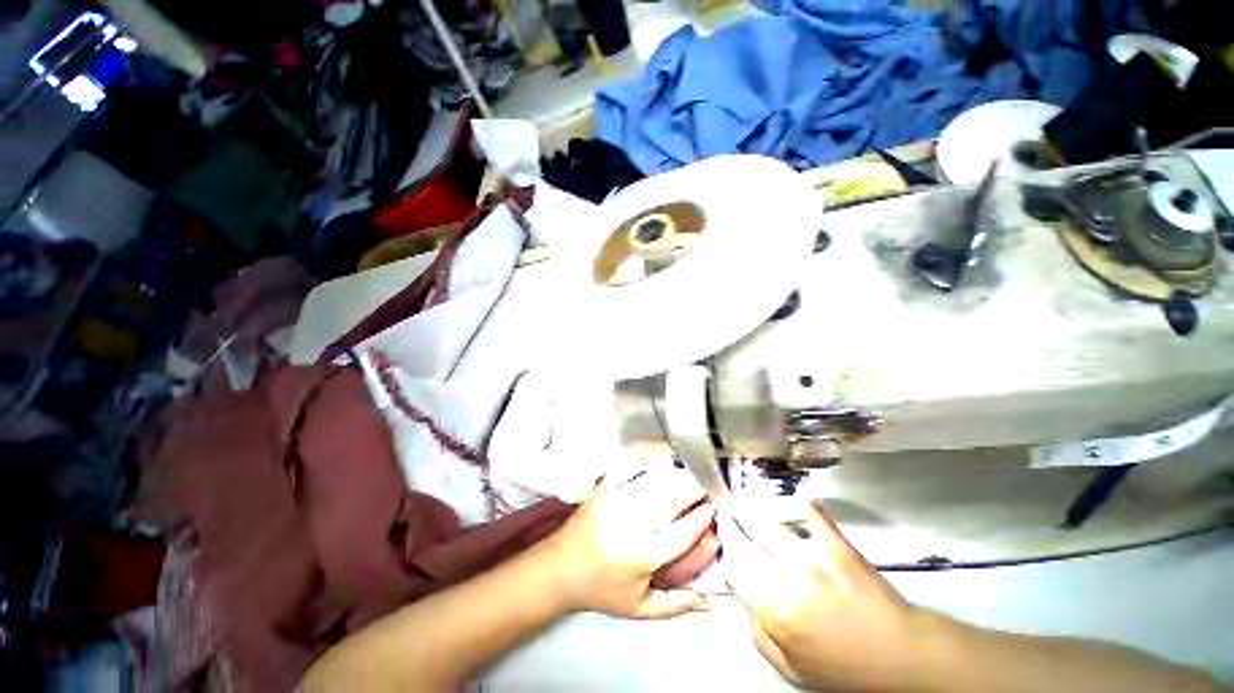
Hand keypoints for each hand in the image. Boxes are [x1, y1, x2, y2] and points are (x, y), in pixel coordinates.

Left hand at [542, 467, 716, 618]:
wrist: (559, 569)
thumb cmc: (601, 591)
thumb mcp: (639, 608)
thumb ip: (675, 605)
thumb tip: (710, 601)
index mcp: (642, 557)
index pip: (681, 533)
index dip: (702, 518)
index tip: (715, 507)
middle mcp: (631, 526)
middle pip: (671, 500)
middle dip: (694, 488)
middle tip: (707, 484)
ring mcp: (615, 502)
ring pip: (654, 482)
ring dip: (676, 475)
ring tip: (689, 474)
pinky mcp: (603, 489)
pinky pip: (629, 469)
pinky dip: (647, 464)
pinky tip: (659, 463)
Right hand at [718, 498, 932, 690]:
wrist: (900, 653)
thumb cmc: (844, 666)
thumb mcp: (792, 668)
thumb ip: (757, 632)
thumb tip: (742, 594)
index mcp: (775, 610)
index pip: (732, 566)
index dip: (723, 552)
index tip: (721, 543)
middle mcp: (787, 576)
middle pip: (742, 537)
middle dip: (728, 523)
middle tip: (724, 513)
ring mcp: (812, 554)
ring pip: (765, 518)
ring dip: (749, 508)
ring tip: (744, 503)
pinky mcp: (835, 541)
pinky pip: (806, 509)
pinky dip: (791, 503)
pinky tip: (784, 504)